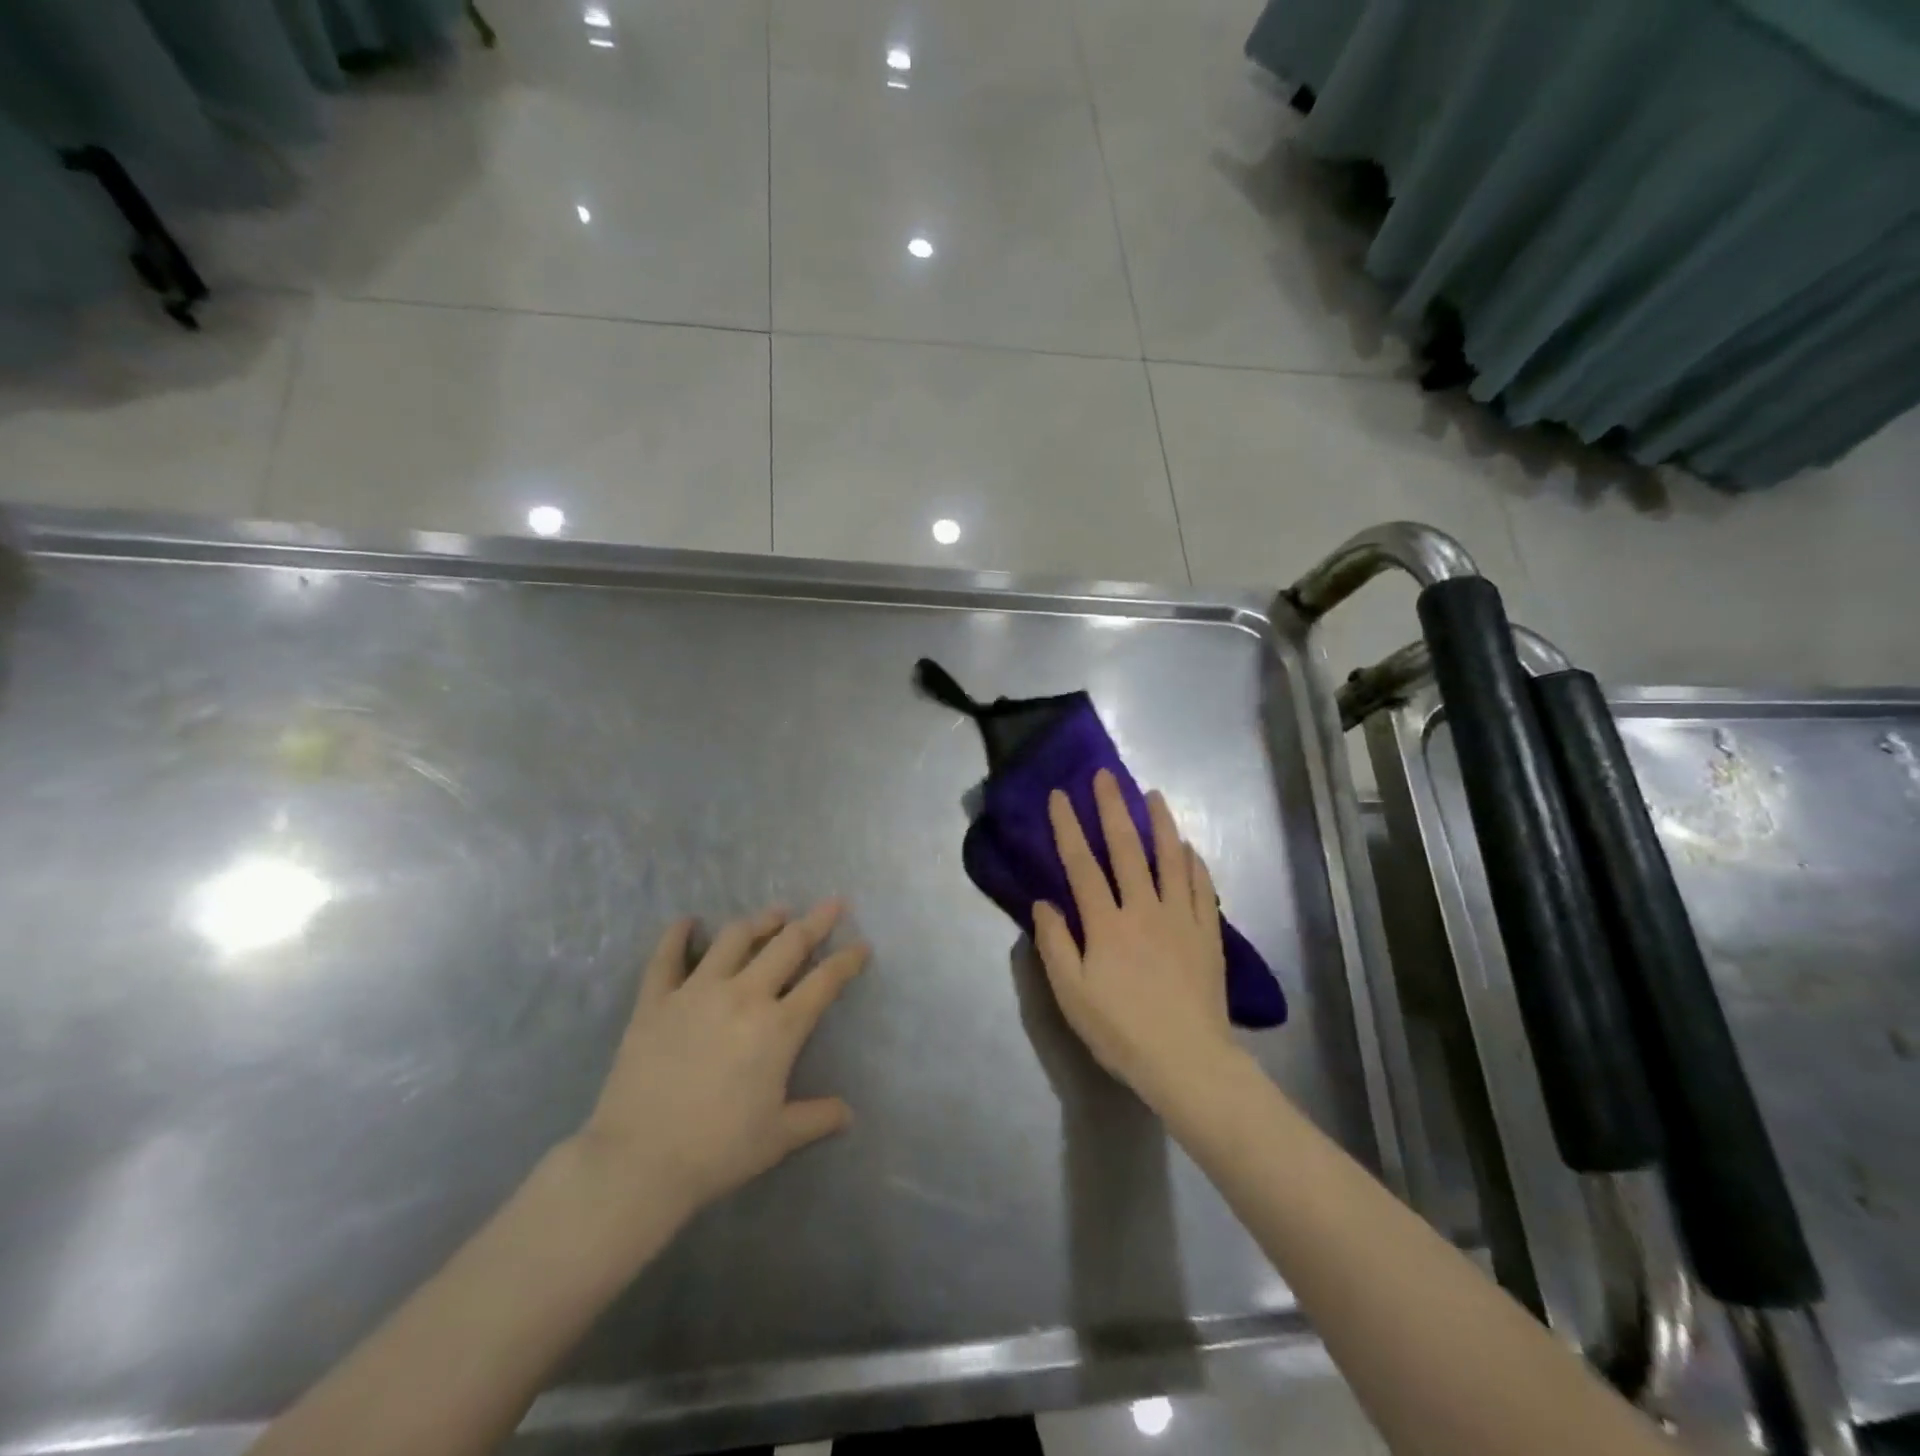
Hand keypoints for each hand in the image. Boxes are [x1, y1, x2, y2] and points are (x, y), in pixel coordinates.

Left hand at [572, 900, 867, 1233]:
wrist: (639, 1162)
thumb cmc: (717, 1150)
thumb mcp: (778, 1138)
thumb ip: (817, 1118)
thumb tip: (849, 1114)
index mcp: (779, 1027)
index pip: (824, 982)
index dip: (847, 960)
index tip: (861, 945)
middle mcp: (743, 996)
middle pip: (787, 945)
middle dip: (815, 922)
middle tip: (832, 905)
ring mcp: (696, 992)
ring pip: (734, 938)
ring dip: (760, 921)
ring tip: (775, 913)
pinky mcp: (655, 1000)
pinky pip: (667, 957)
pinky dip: (677, 935)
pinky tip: (686, 922)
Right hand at [1032, 771, 1238, 1110]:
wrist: (1187, 1061)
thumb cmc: (1120, 1030)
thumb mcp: (1071, 994)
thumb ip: (1055, 944)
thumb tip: (1044, 902)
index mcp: (1107, 923)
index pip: (1082, 864)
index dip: (1068, 827)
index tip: (1060, 795)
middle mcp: (1144, 909)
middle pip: (1127, 848)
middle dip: (1113, 808)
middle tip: (1106, 775)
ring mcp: (1180, 918)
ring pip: (1170, 859)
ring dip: (1160, 823)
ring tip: (1153, 794)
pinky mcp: (1207, 933)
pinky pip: (1200, 887)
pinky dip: (1192, 862)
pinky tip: (1187, 847)